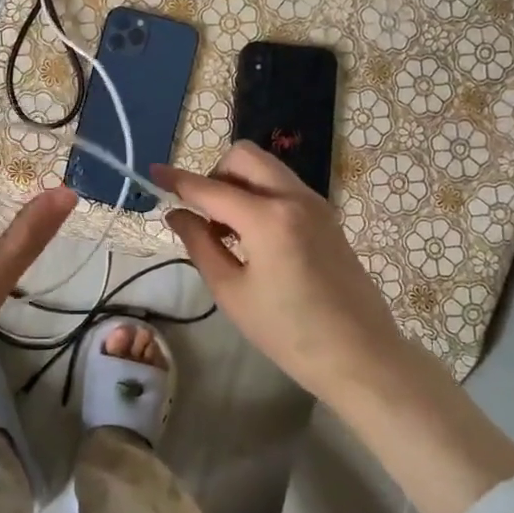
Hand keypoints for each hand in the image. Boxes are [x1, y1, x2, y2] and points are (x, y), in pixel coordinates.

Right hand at [156, 141, 513, 512]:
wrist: (360, 355)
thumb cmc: (288, 332)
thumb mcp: (232, 292)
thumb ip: (199, 244)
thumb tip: (176, 214)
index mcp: (268, 218)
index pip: (210, 188)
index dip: (177, 180)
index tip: (153, 173)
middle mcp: (294, 197)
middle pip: (244, 157)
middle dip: (215, 173)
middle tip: (205, 214)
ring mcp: (316, 203)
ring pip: (266, 168)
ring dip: (238, 183)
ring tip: (228, 231)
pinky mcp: (327, 216)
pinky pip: (283, 186)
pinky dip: (260, 194)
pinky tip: (254, 236)